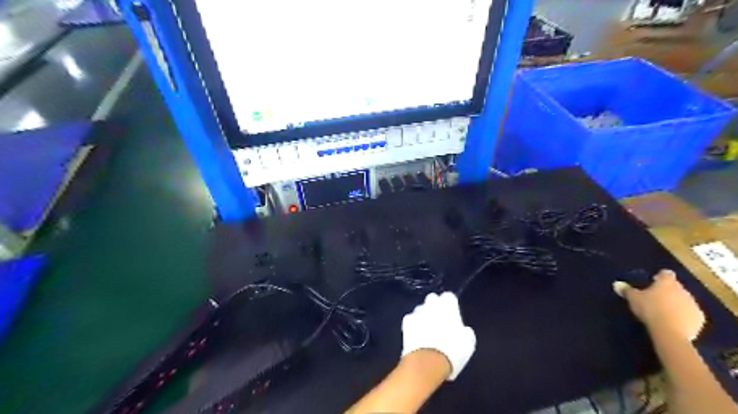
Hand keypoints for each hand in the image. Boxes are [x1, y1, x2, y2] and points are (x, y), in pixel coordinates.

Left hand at [401, 290, 475, 381]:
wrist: (427, 362)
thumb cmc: (452, 352)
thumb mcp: (468, 344)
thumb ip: (466, 332)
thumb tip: (464, 330)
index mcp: (449, 306)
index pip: (449, 296)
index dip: (450, 305)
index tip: (452, 314)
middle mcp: (432, 304)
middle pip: (433, 299)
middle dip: (435, 306)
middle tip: (439, 320)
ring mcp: (417, 312)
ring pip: (420, 308)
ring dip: (424, 315)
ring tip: (427, 329)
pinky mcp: (406, 322)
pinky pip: (410, 319)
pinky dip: (413, 325)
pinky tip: (416, 335)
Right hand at [615, 270, 705, 340]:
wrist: (670, 331)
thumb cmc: (650, 309)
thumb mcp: (633, 299)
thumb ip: (626, 290)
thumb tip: (617, 284)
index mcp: (667, 283)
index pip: (666, 274)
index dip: (660, 276)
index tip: (653, 281)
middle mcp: (683, 290)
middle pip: (676, 287)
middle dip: (667, 291)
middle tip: (655, 298)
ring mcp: (693, 304)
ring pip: (684, 300)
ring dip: (676, 303)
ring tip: (664, 311)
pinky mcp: (700, 319)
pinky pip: (690, 313)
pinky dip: (683, 315)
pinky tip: (674, 321)